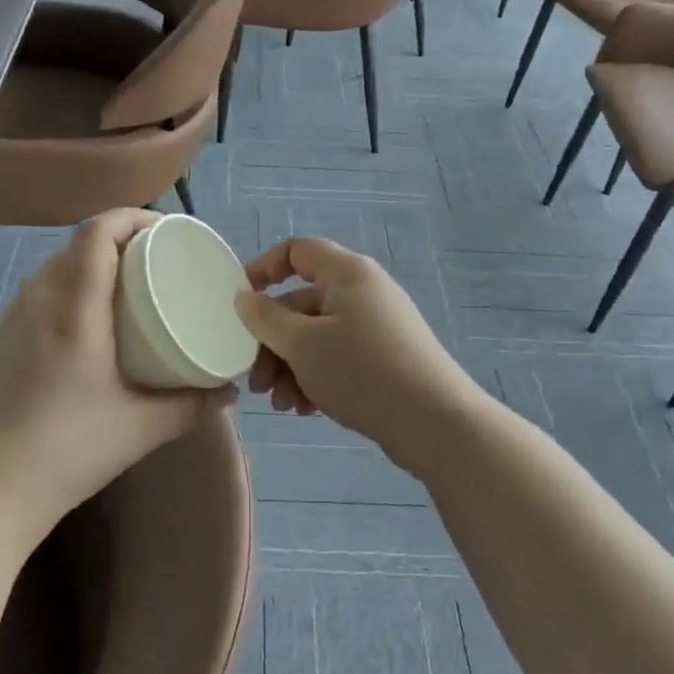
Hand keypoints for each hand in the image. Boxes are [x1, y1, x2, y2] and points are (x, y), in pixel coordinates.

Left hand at [0, 210, 233, 544]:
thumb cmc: (68, 453)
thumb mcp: (142, 429)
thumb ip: (193, 405)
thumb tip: (230, 390)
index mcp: (75, 312)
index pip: (96, 234)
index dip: (131, 217)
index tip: (166, 231)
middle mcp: (38, 302)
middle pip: (77, 244)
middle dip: (119, 239)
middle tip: (156, 261)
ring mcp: (12, 320)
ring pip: (55, 266)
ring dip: (92, 262)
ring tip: (126, 287)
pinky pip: (39, 292)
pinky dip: (69, 286)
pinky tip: (88, 322)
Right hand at [234, 238, 482, 473]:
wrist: (433, 422)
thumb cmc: (361, 371)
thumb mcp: (302, 345)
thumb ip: (266, 318)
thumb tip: (244, 297)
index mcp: (347, 274)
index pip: (298, 250)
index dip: (264, 268)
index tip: (239, 301)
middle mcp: (364, 293)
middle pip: (302, 304)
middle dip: (272, 343)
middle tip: (256, 381)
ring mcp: (377, 328)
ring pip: (317, 337)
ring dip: (290, 368)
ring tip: (280, 405)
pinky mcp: (385, 360)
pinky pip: (338, 359)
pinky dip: (316, 379)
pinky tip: (305, 410)